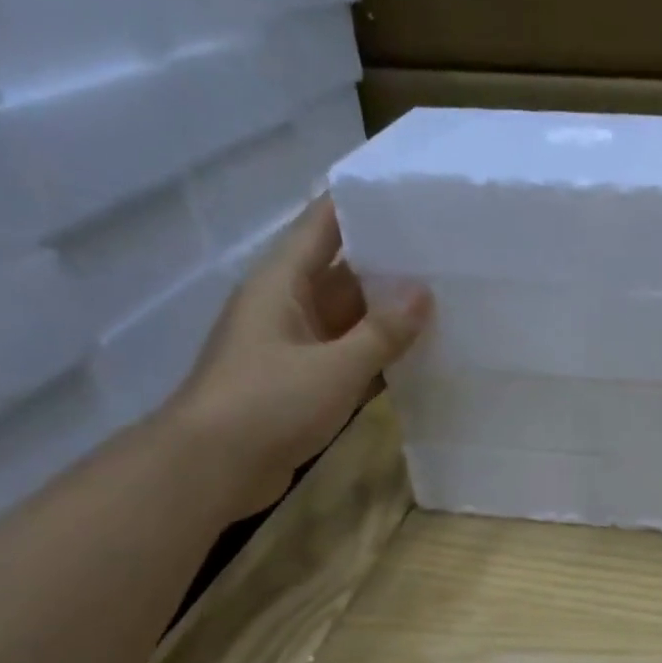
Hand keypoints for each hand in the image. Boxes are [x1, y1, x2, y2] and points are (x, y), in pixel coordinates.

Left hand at [165, 197, 430, 518]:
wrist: (214, 467)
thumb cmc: (269, 403)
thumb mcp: (334, 366)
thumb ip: (382, 332)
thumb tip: (424, 292)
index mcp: (282, 283)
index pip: (324, 225)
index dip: (362, 205)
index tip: (410, 195)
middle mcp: (288, 306)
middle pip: (344, 273)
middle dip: (390, 265)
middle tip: (447, 257)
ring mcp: (296, 347)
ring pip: (350, 320)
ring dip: (389, 316)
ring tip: (445, 303)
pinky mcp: (304, 384)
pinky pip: (349, 358)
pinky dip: (378, 357)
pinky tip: (418, 358)